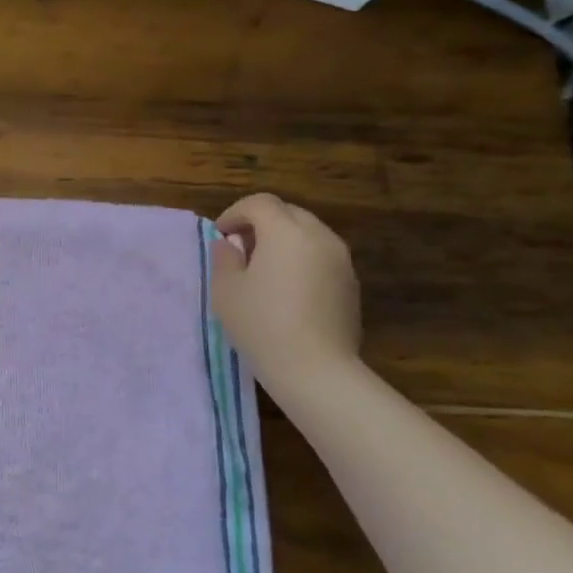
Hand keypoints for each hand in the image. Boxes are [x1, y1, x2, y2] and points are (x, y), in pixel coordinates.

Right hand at [209, 193, 361, 385]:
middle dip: (261, 222)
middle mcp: (319, 237)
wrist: (315, 369)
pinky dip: (302, 259)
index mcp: (286, 232)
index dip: (235, 213)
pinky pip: (322, 256)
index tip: (221, 236)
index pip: (259, 203)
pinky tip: (287, 289)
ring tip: (264, 269)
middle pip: (288, 212)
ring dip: (284, 240)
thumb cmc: (261, 324)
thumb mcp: (226, 290)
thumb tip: (231, 244)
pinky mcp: (352, 284)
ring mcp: (341, 260)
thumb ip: (225, 258)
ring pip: (308, 233)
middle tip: (241, 248)